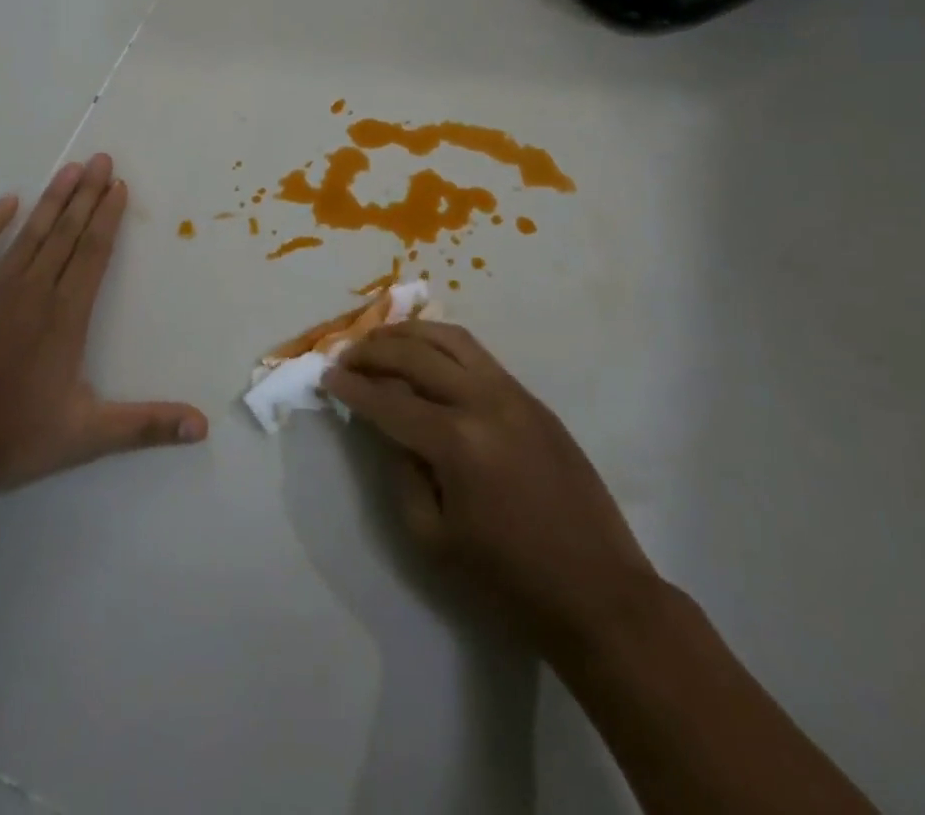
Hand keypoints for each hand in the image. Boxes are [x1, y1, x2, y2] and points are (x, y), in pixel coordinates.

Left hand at [0, 154, 206, 492]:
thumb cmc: (12, 436)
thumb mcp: (87, 436)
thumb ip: (146, 425)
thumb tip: (203, 426)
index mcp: (66, 315)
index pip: (94, 253)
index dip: (108, 217)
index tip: (118, 186)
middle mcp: (34, 290)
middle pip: (67, 232)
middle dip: (87, 193)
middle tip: (101, 159)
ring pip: (31, 232)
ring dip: (52, 199)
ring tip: (70, 168)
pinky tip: (7, 201)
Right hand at [324, 322, 657, 643]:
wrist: (598, 591)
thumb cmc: (509, 578)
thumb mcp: (433, 538)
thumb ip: (401, 471)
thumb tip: (385, 426)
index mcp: (456, 442)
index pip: (389, 399)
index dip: (352, 386)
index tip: (326, 376)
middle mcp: (483, 402)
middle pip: (416, 354)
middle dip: (373, 350)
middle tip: (346, 355)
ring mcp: (513, 393)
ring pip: (451, 338)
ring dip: (409, 333)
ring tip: (381, 339)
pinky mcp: (532, 398)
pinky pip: (479, 354)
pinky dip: (443, 343)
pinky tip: (426, 352)